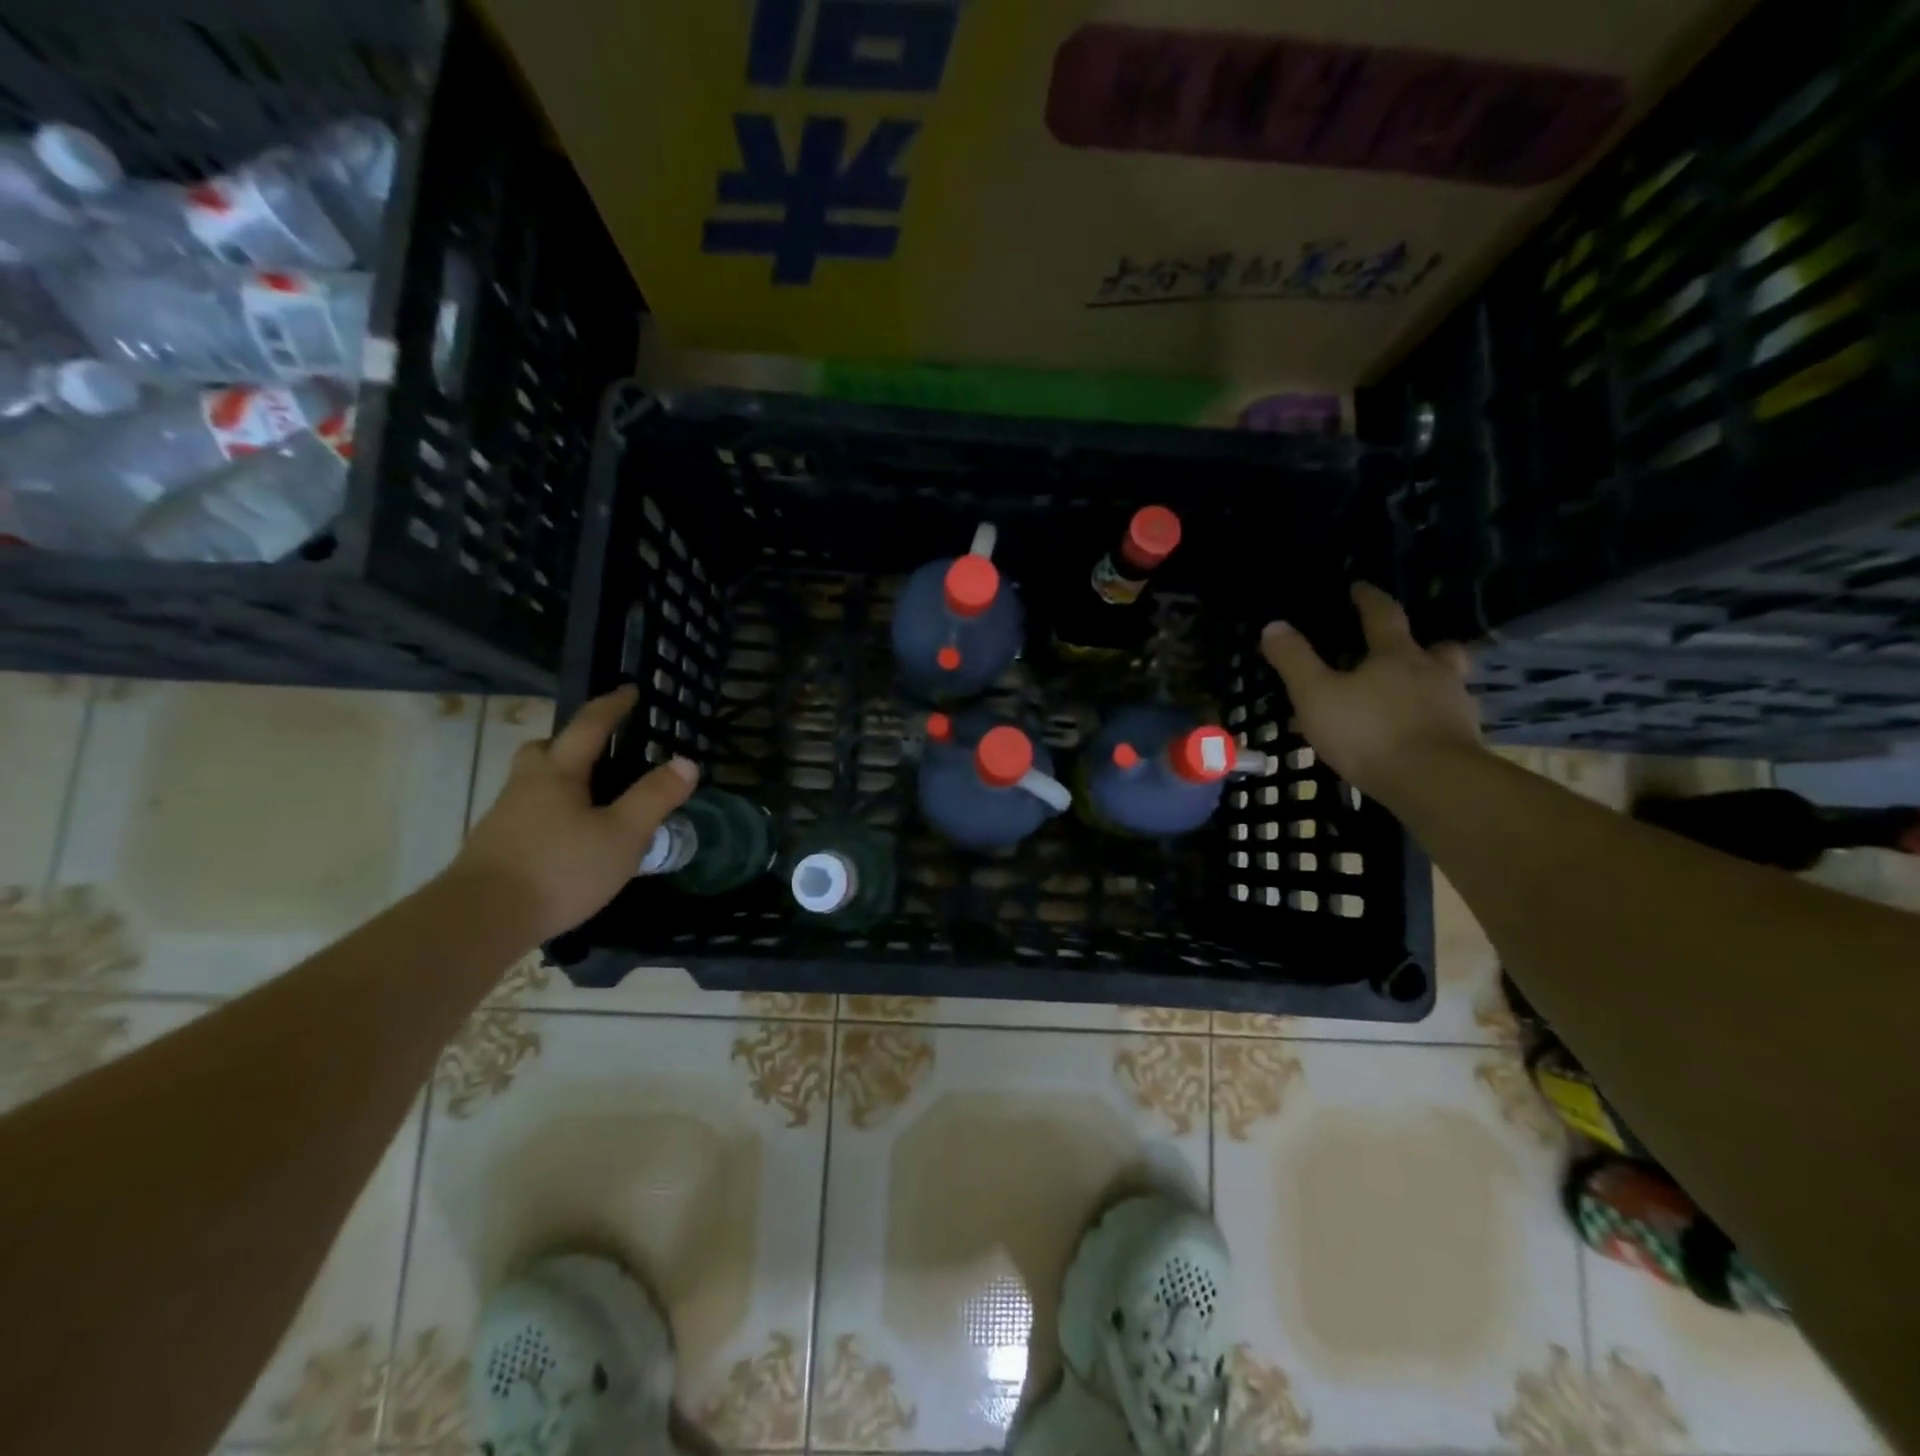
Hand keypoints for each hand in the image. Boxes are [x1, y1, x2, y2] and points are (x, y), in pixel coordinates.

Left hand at [452, 685, 698, 941]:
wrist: (479, 921)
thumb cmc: (560, 869)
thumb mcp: (623, 835)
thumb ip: (655, 798)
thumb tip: (686, 762)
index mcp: (559, 773)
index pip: (589, 726)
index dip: (612, 706)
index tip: (630, 689)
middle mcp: (527, 786)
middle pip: (545, 749)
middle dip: (572, 742)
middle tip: (601, 751)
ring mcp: (505, 818)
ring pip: (535, 783)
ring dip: (562, 780)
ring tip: (595, 801)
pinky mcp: (496, 849)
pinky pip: (530, 814)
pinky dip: (554, 814)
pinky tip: (572, 840)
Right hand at [1261, 583, 1481, 802]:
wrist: (1433, 782)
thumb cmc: (1368, 731)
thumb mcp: (1316, 695)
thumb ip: (1295, 661)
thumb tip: (1274, 625)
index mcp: (1396, 655)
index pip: (1383, 615)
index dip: (1369, 599)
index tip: (1360, 588)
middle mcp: (1433, 673)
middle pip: (1435, 648)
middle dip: (1421, 645)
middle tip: (1406, 650)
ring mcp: (1454, 707)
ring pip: (1445, 686)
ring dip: (1428, 686)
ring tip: (1405, 701)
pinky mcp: (1464, 742)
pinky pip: (1446, 722)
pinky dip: (1430, 723)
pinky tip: (1413, 739)